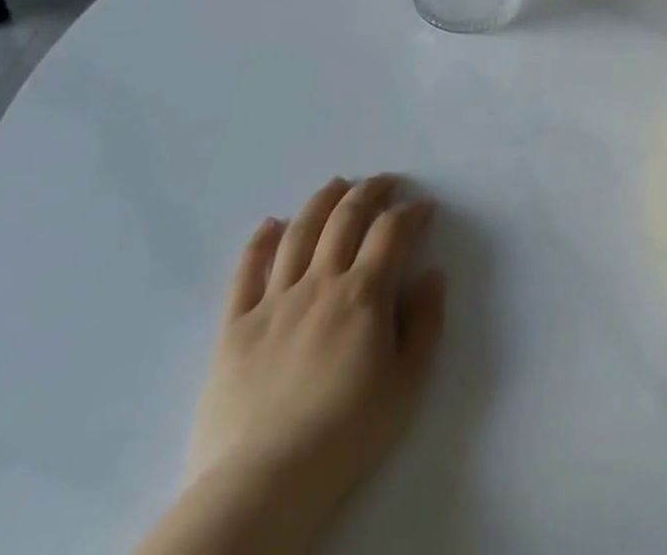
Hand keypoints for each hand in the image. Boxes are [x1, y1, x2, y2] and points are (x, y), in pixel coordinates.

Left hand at [187, 177, 445, 511]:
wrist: (264, 484)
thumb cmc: (346, 434)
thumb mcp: (408, 382)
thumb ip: (425, 322)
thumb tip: (432, 275)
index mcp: (364, 294)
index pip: (392, 231)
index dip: (411, 212)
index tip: (424, 208)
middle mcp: (320, 283)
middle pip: (345, 219)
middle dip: (369, 192)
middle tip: (384, 182)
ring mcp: (274, 301)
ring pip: (298, 233)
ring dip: (321, 202)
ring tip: (335, 185)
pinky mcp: (234, 327)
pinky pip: (246, 272)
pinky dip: (260, 241)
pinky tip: (271, 224)